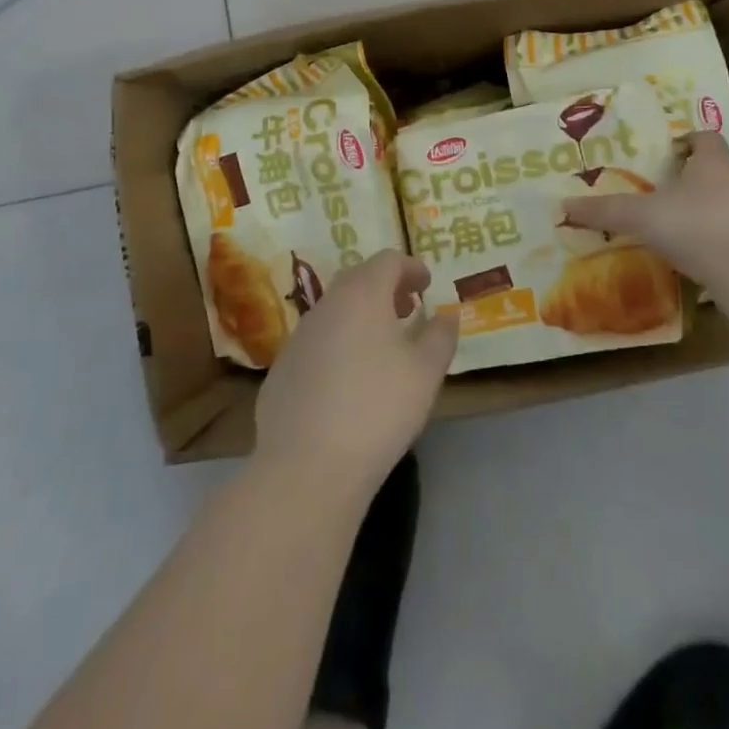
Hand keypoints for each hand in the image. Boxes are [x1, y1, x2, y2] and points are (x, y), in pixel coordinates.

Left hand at [254, 250, 458, 498]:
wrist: (305, 467)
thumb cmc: (377, 409)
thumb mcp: (425, 373)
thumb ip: (440, 336)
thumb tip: (446, 315)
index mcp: (362, 294)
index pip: (388, 261)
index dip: (411, 268)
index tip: (427, 285)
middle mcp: (326, 305)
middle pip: (358, 279)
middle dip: (386, 288)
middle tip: (407, 309)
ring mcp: (299, 336)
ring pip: (335, 310)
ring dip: (361, 316)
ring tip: (383, 345)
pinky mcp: (282, 369)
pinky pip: (318, 341)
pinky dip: (339, 343)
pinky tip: (349, 380)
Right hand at [561, 131, 728, 298]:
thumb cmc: (695, 226)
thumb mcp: (641, 217)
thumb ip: (606, 211)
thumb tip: (564, 206)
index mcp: (713, 163)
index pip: (706, 138)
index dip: (688, 141)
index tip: (668, 152)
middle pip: (717, 169)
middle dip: (693, 177)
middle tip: (663, 189)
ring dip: (707, 209)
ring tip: (677, 225)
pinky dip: (717, 240)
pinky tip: (697, 257)